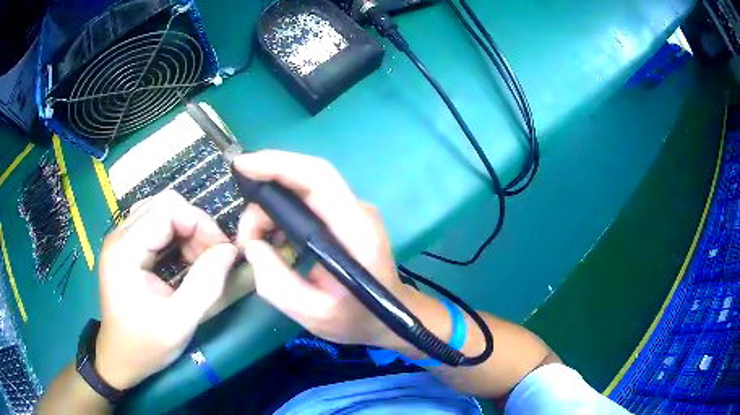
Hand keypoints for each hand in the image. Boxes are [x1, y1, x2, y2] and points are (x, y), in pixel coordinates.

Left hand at [96, 191, 237, 389]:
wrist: (120, 357)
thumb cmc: (146, 344)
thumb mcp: (179, 322)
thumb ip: (206, 285)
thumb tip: (230, 250)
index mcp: (125, 251)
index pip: (167, 210)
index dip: (200, 223)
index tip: (222, 251)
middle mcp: (119, 235)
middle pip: (164, 204)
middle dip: (195, 225)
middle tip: (212, 257)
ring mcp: (119, 238)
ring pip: (160, 210)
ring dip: (186, 229)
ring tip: (199, 259)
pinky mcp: (124, 246)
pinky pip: (154, 223)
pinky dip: (175, 234)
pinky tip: (183, 258)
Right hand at [235, 151, 413, 347]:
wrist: (390, 317)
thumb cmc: (357, 318)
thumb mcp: (314, 314)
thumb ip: (277, 283)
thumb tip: (252, 245)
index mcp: (356, 230)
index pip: (318, 178)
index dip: (278, 165)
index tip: (243, 166)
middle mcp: (356, 211)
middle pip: (308, 176)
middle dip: (266, 188)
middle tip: (245, 228)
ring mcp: (352, 211)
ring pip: (303, 187)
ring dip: (271, 206)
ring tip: (254, 238)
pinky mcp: (343, 217)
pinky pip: (307, 201)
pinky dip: (281, 212)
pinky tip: (270, 236)